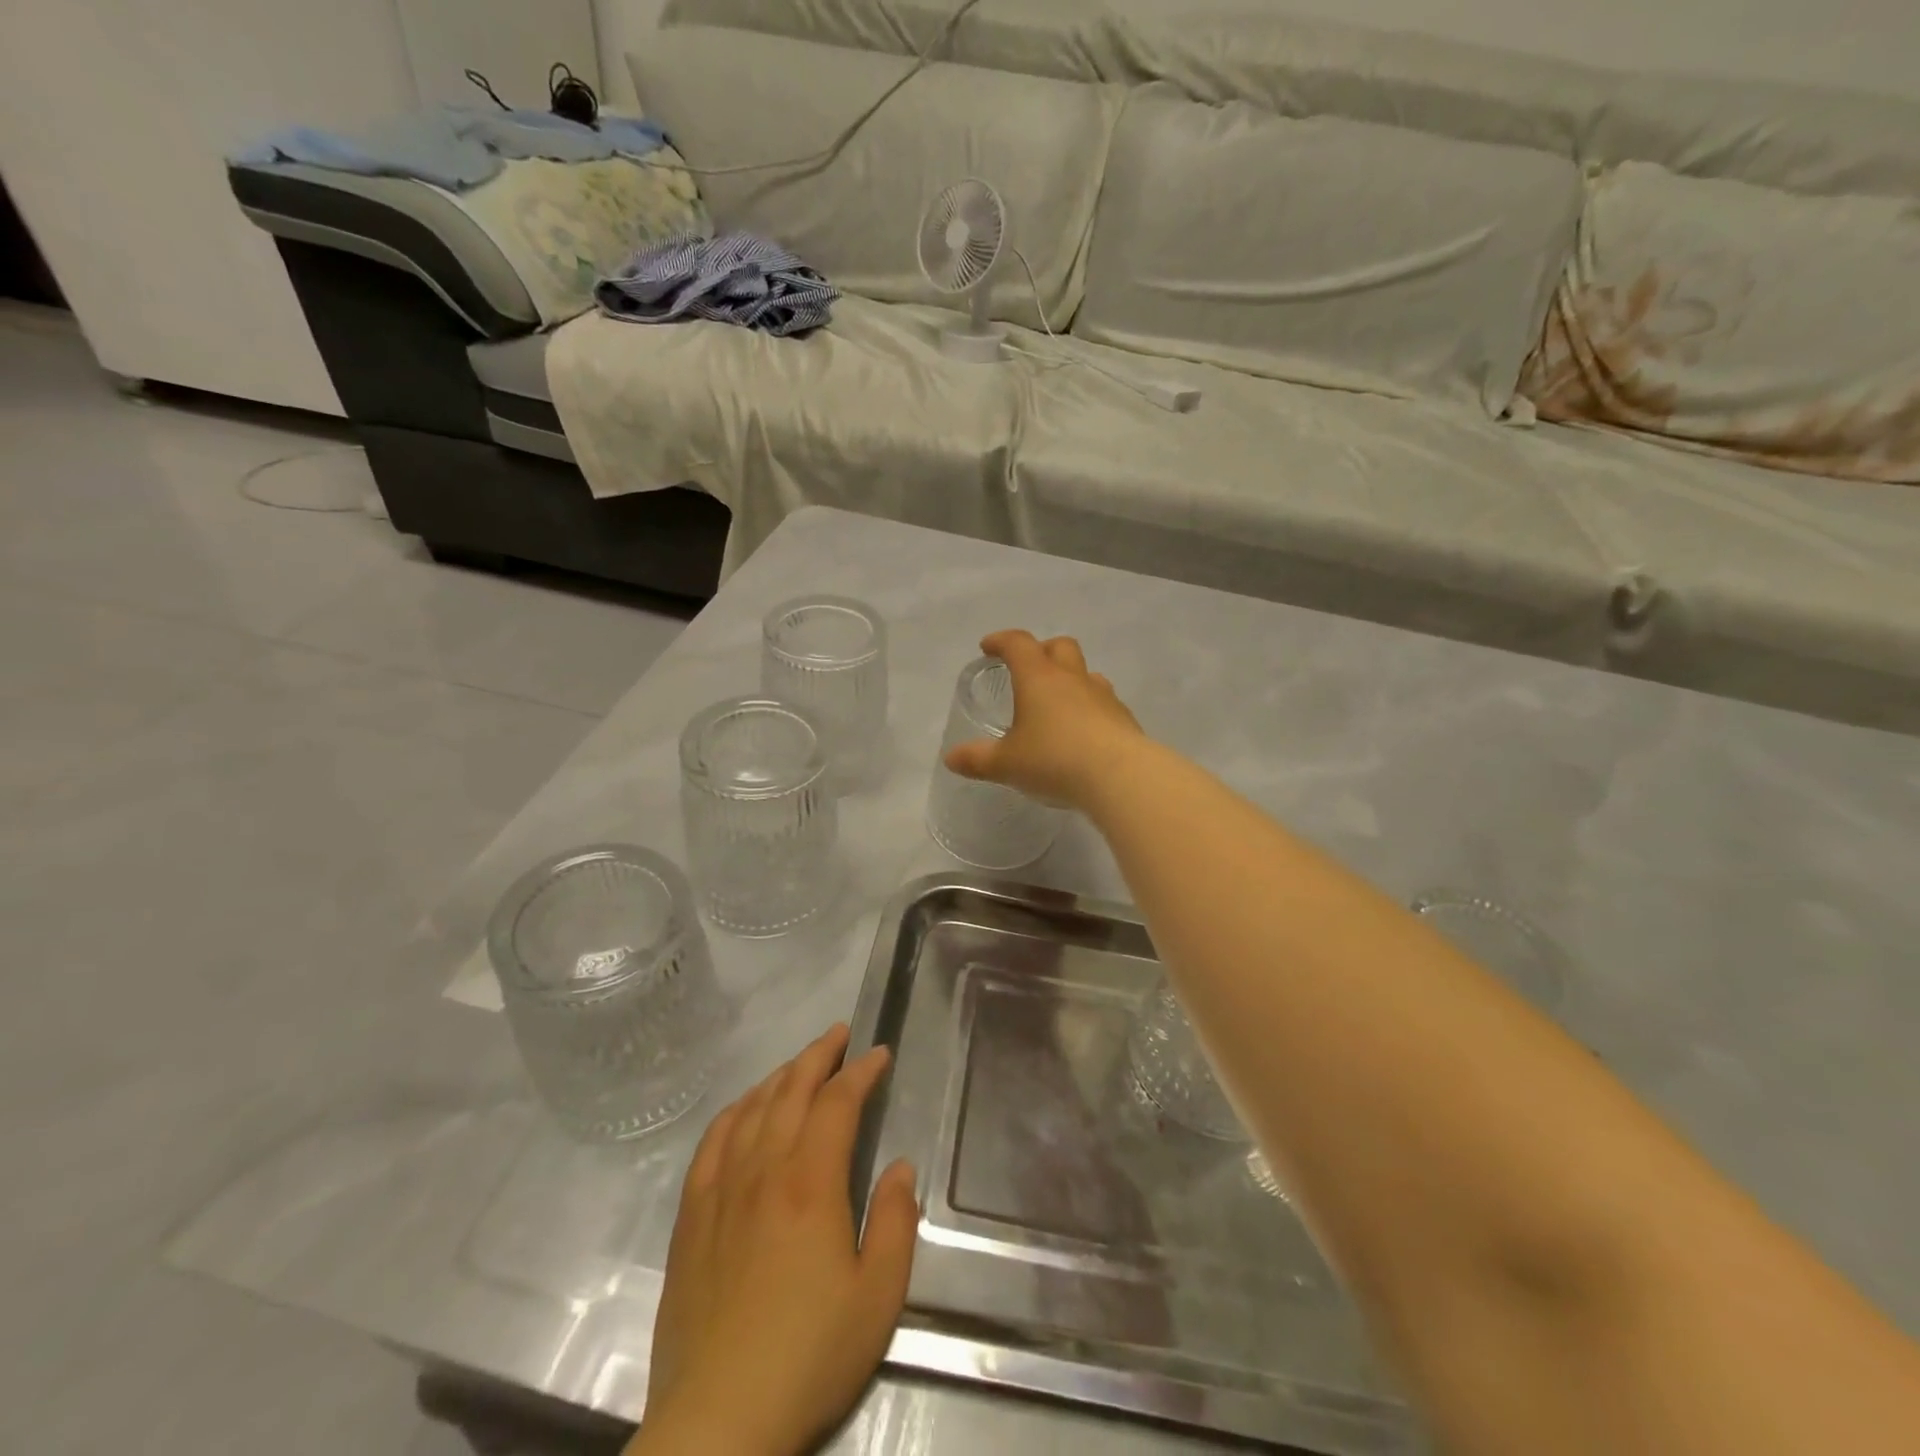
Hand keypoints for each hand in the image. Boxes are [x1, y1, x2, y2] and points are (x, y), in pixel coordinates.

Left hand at [629, 1025, 917, 1455]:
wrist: (717, 1422)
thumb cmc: (808, 1357)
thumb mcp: (878, 1298)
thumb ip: (895, 1223)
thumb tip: (900, 1167)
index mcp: (810, 1184)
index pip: (838, 1103)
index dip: (861, 1072)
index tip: (880, 1054)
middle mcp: (763, 1170)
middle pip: (791, 1090)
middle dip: (819, 1055)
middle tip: (840, 1034)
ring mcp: (721, 1190)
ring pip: (752, 1108)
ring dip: (781, 1075)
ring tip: (801, 1063)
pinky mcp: (691, 1216)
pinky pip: (712, 1142)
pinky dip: (734, 1111)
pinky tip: (744, 1107)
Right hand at [944, 630, 1146, 810]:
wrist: (1120, 776)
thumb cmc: (1054, 760)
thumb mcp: (1007, 764)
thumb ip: (978, 760)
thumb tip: (952, 759)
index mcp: (1039, 678)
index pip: (1018, 644)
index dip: (1001, 641)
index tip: (988, 647)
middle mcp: (1072, 678)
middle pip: (1059, 646)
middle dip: (1041, 651)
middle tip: (1027, 669)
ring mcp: (1103, 696)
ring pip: (1086, 673)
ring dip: (1070, 679)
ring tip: (1057, 704)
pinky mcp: (1124, 718)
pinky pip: (1103, 702)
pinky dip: (1089, 708)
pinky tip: (1083, 733)